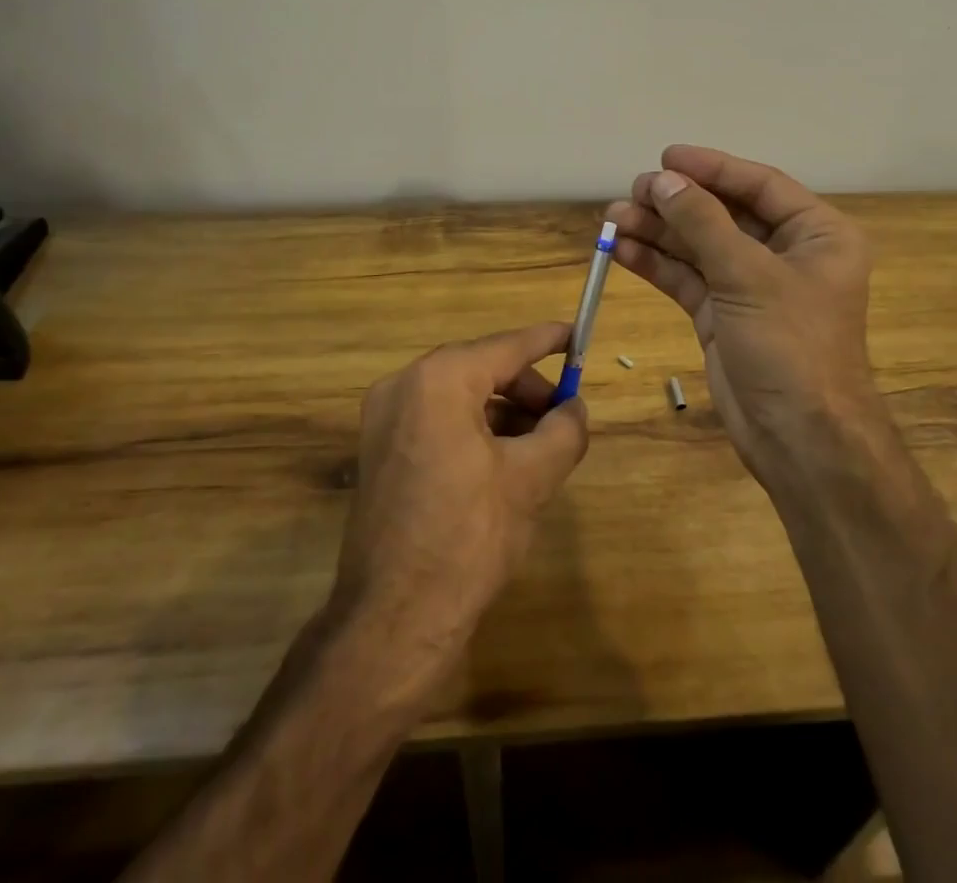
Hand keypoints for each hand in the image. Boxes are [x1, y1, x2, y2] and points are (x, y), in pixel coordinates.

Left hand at [332, 322, 588, 673]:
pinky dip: (474, 429)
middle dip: (526, 388)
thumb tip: (575, 408)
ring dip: (503, 411)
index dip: (547, 340)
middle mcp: (404, 386)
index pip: (506, 346)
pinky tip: (504, 461)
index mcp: (439, 380)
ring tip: (540, 444)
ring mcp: (384, 419)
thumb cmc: (468, 537)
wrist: (393, 621)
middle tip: (563, 415)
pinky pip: (437, 420)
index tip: (577, 335)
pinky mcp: (380, 451)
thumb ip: (563, 430)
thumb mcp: (531, 479)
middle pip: (481, 368)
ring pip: (459, 395)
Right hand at [607, 146, 879, 486]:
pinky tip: (622, 250)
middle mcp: (786, 254)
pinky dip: (656, 264)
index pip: (759, 185)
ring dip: (658, 232)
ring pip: (699, 246)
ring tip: (613, 218)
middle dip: (677, 203)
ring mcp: (751, 287)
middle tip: (632, 191)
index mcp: (816, 234)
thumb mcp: (748, 275)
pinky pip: (687, 279)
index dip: (712, 168)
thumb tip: (664, 181)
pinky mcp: (723, 316)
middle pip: (724, 214)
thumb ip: (703, 223)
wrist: (800, 439)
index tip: (666, 158)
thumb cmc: (791, 346)